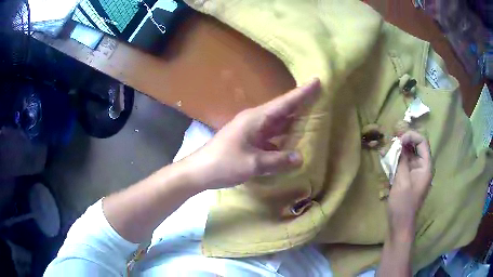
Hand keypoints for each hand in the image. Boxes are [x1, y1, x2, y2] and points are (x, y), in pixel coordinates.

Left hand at [184, 78, 320, 189]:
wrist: (199, 171)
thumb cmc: (224, 164)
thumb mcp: (252, 164)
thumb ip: (277, 161)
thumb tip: (300, 158)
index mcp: (256, 119)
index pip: (285, 102)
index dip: (302, 93)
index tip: (317, 81)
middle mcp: (255, 120)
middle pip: (282, 110)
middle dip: (301, 104)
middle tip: (319, 98)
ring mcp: (251, 131)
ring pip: (277, 123)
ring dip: (293, 121)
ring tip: (312, 118)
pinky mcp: (248, 141)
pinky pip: (271, 136)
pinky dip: (283, 137)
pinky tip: (292, 143)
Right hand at [388, 130, 432, 238]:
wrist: (400, 224)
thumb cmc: (403, 204)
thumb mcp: (402, 181)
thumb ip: (402, 160)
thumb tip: (399, 142)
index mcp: (426, 167)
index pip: (422, 142)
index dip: (411, 136)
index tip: (398, 139)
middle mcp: (422, 167)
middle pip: (416, 147)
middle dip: (404, 142)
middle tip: (391, 142)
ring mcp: (416, 173)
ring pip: (409, 155)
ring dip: (399, 151)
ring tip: (387, 149)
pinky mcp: (409, 179)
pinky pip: (404, 164)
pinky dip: (397, 160)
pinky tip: (387, 159)